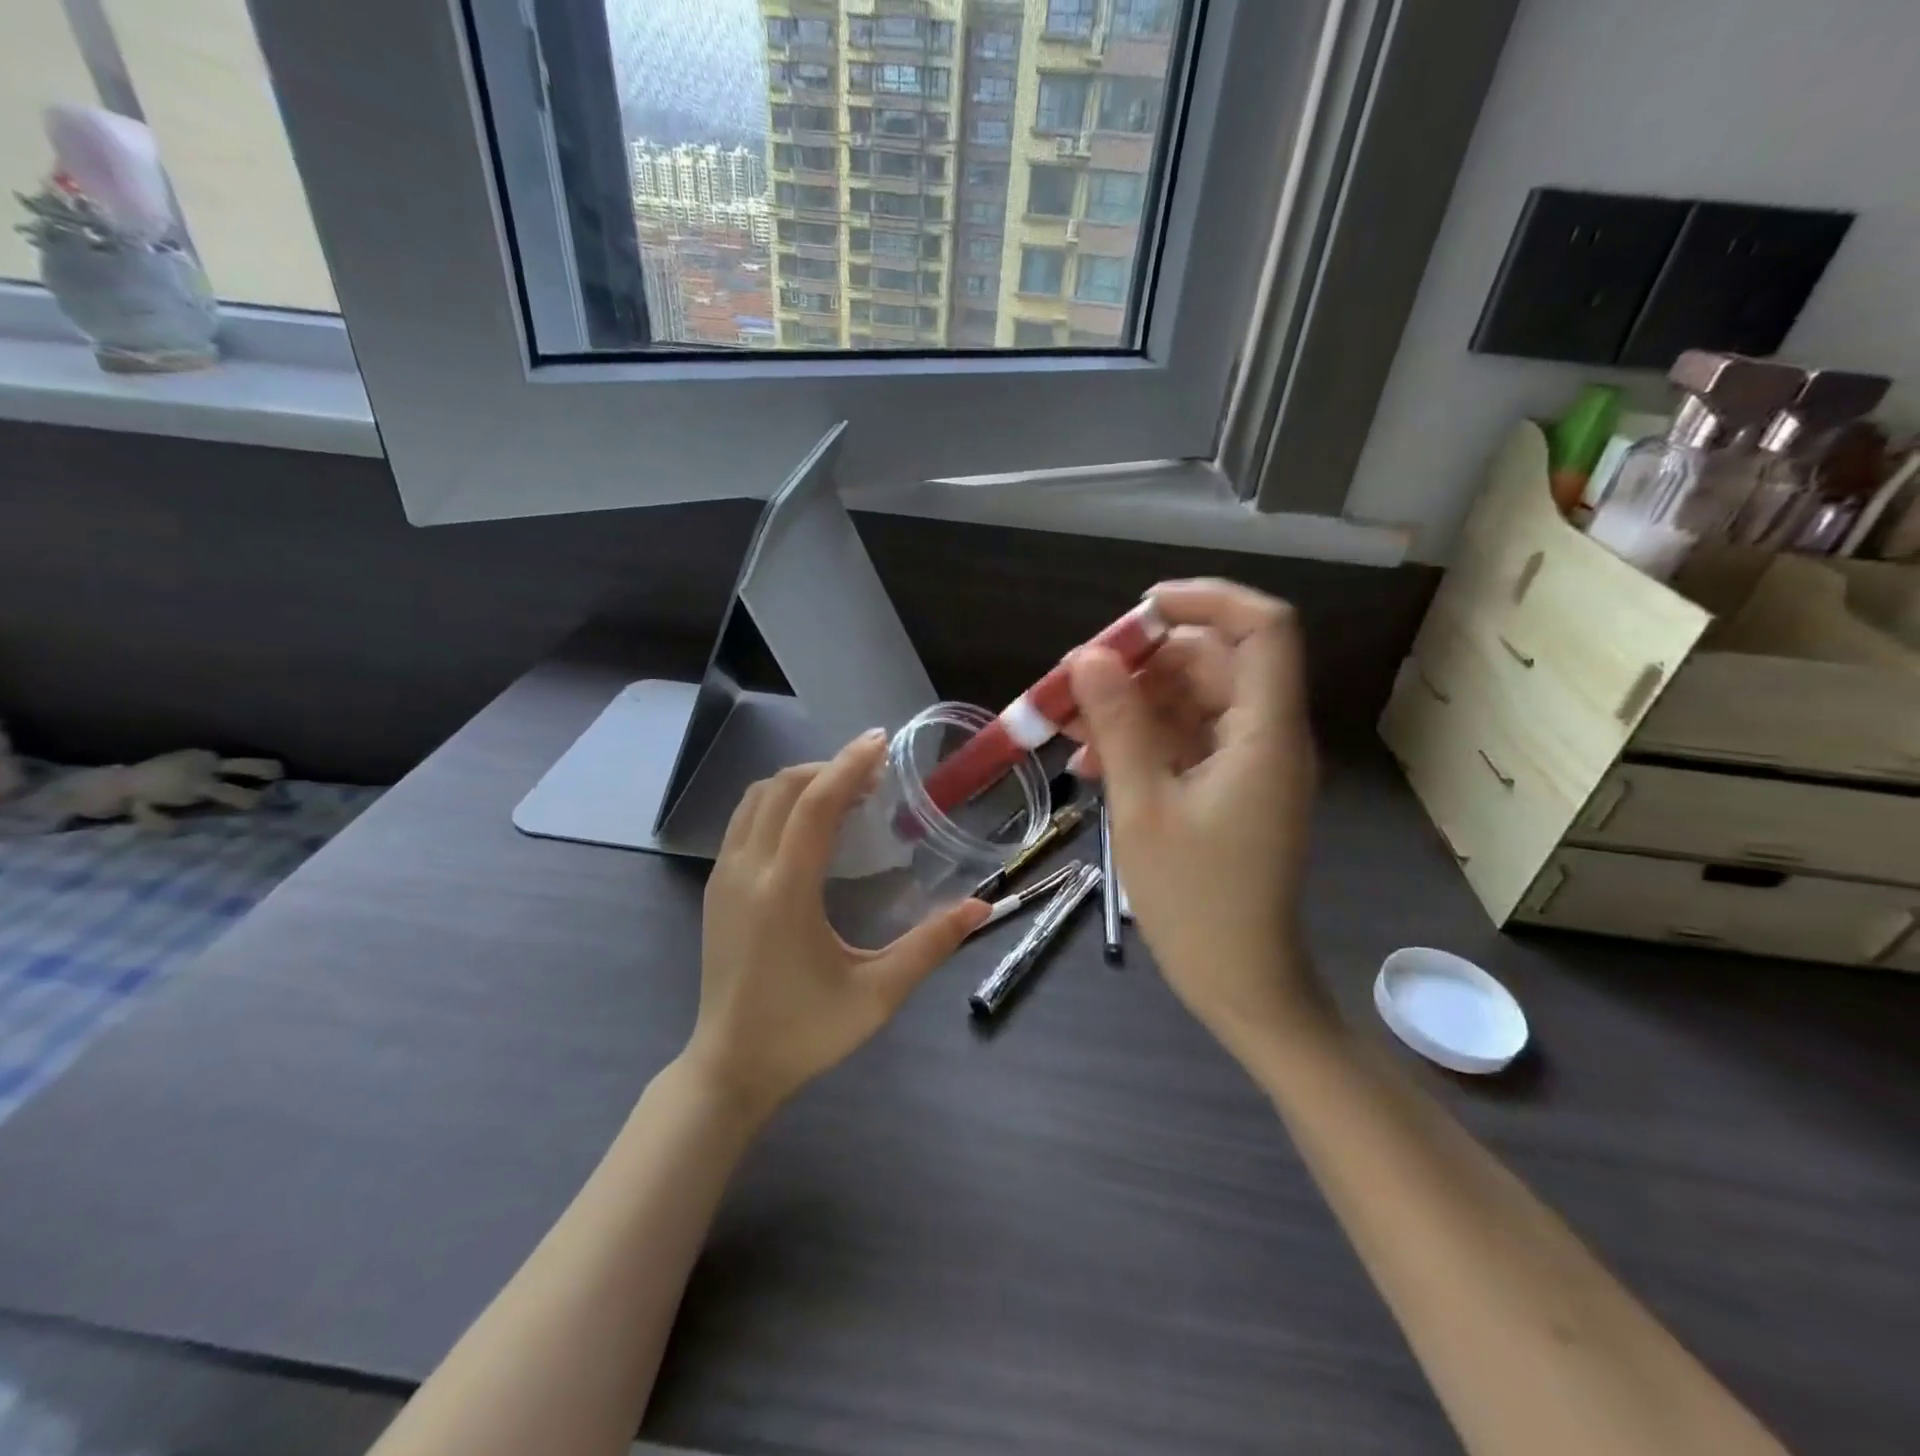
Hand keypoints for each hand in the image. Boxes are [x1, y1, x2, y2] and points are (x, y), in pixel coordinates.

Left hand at [686, 731, 989, 1118]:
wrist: (729, 1068)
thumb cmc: (805, 1032)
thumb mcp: (877, 994)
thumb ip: (931, 946)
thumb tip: (981, 908)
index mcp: (785, 891)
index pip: (814, 804)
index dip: (849, 765)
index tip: (881, 742)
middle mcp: (747, 871)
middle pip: (782, 788)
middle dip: (829, 768)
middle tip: (874, 775)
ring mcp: (724, 878)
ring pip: (756, 799)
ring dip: (800, 782)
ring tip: (844, 792)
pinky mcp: (716, 889)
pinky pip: (744, 820)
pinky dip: (778, 802)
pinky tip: (808, 825)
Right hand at [1067, 580, 1322, 1059]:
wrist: (1239, 981)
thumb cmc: (1196, 900)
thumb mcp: (1144, 806)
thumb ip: (1119, 724)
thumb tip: (1087, 656)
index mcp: (1264, 732)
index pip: (1262, 627)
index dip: (1205, 600)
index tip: (1137, 611)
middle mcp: (1265, 735)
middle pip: (1211, 661)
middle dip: (1139, 662)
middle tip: (1073, 681)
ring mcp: (1247, 762)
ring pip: (1188, 700)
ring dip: (1128, 704)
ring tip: (1064, 727)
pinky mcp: (1228, 786)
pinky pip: (1182, 739)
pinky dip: (1138, 740)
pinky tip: (1088, 765)